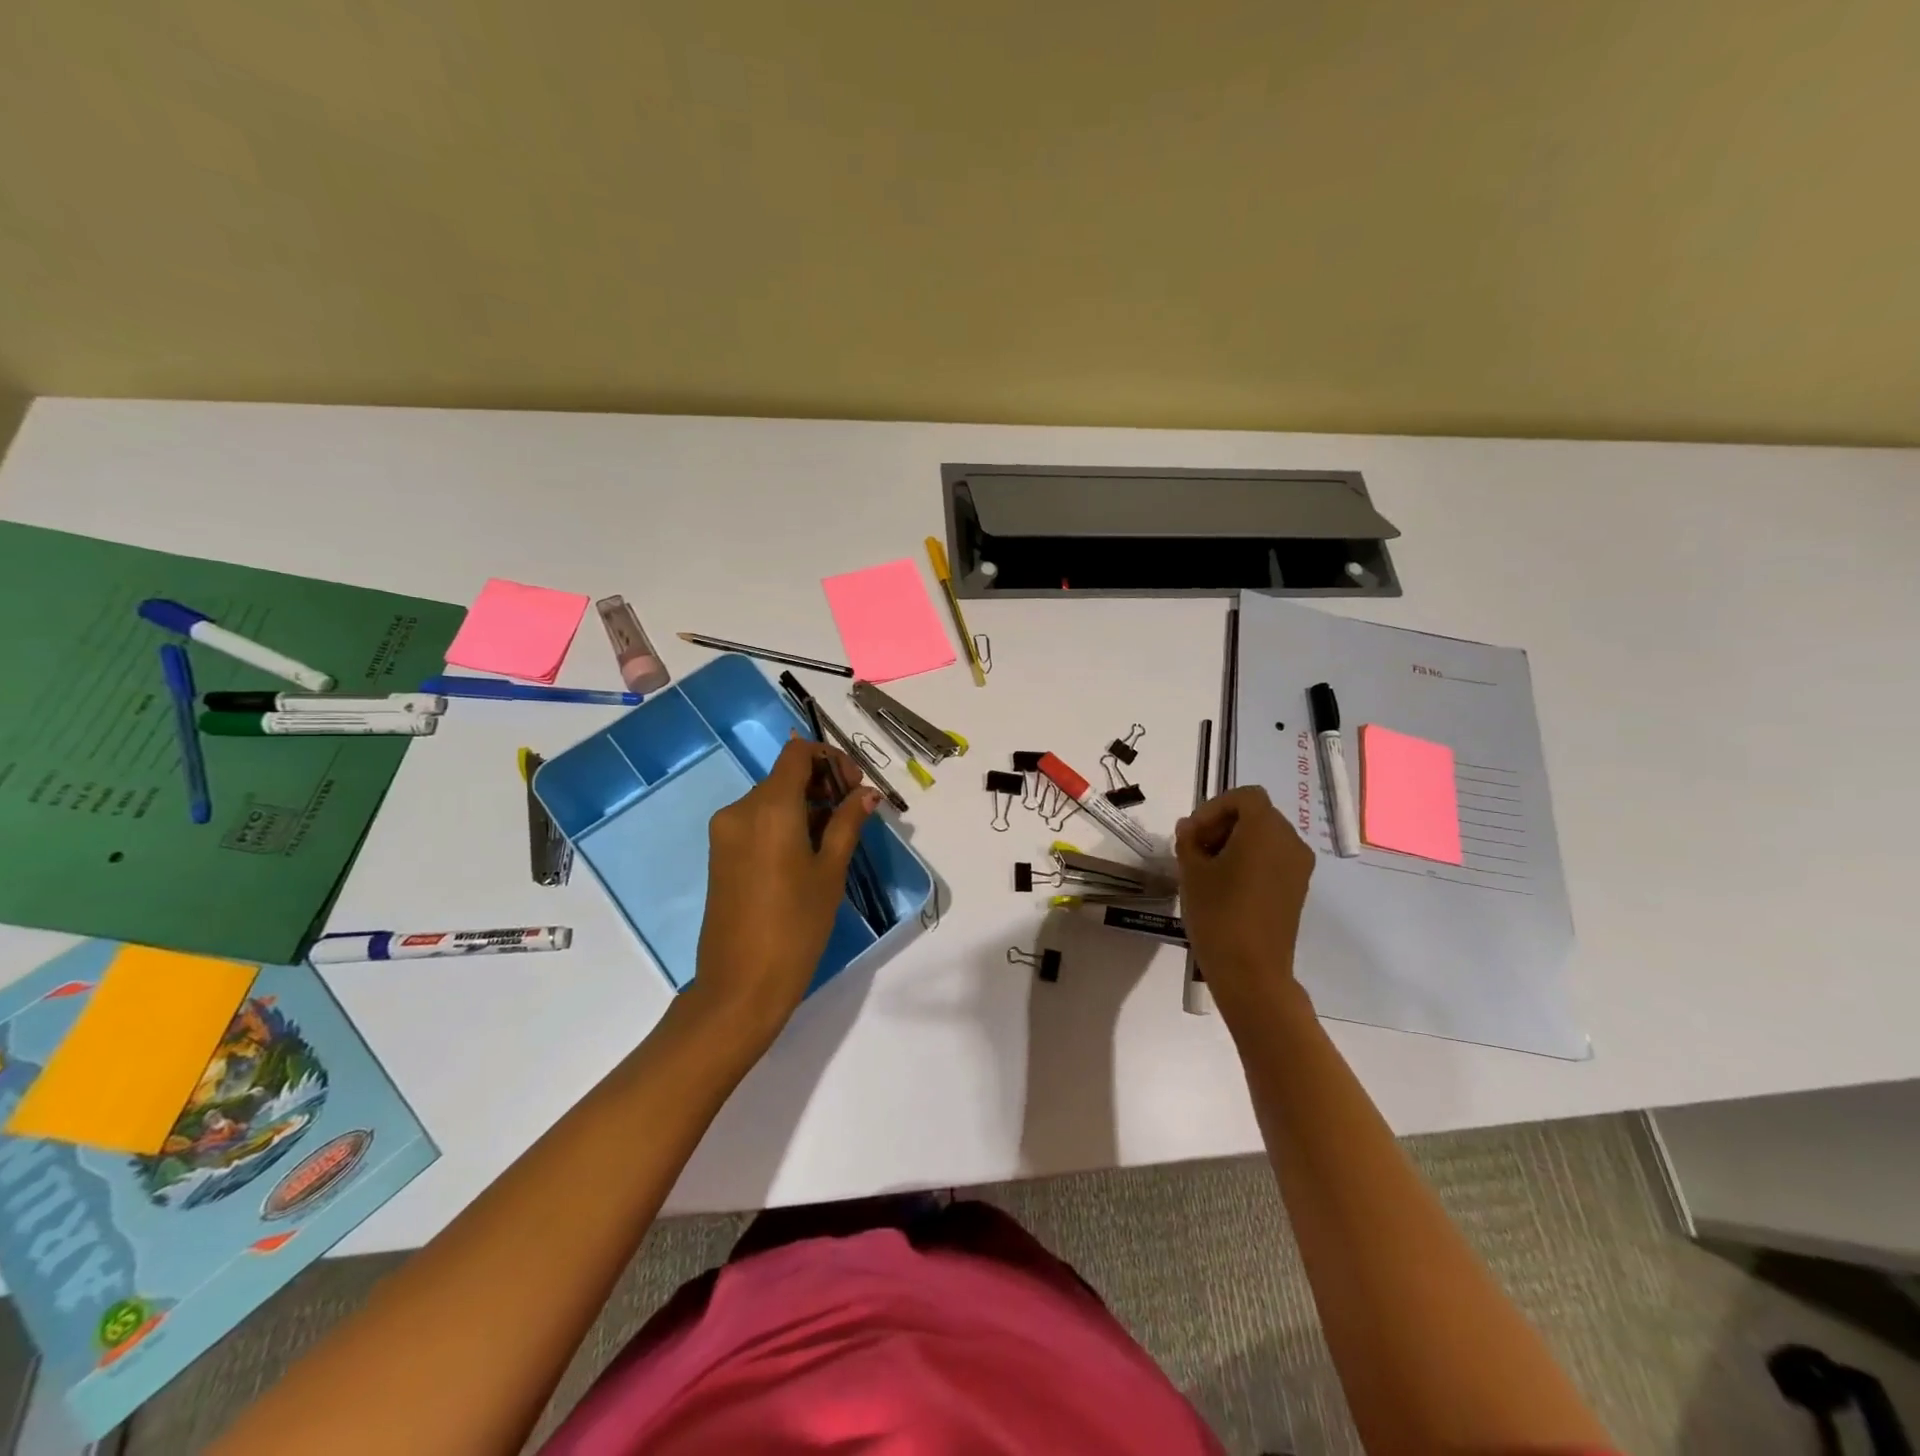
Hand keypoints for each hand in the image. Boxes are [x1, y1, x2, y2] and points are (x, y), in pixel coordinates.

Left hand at [690, 737, 879, 1049]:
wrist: (740, 984)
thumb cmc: (795, 925)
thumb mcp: (830, 871)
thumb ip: (847, 823)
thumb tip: (866, 794)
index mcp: (768, 807)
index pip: (797, 754)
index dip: (830, 759)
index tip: (854, 786)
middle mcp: (740, 809)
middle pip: (785, 775)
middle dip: (822, 784)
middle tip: (854, 812)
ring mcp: (725, 833)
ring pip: (771, 800)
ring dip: (805, 806)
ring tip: (837, 837)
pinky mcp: (720, 855)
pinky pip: (757, 822)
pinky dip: (785, 824)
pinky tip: (808, 853)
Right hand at [1175, 786, 1314, 1017]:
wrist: (1251, 971)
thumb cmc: (1218, 913)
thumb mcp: (1191, 871)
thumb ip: (1189, 840)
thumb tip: (1189, 828)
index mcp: (1266, 829)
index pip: (1244, 797)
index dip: (1214, 807)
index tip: (1192, 833)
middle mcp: (1290, 841)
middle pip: (1256, 814)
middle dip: (1223, 824)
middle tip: (1194, 849)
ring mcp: (1298, 867)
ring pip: (1265, 837)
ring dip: (1235, 842)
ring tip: (1206, 868)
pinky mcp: (1297, 889)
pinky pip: (1273, 859)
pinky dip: (1250, 860)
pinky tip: (1226, 884)